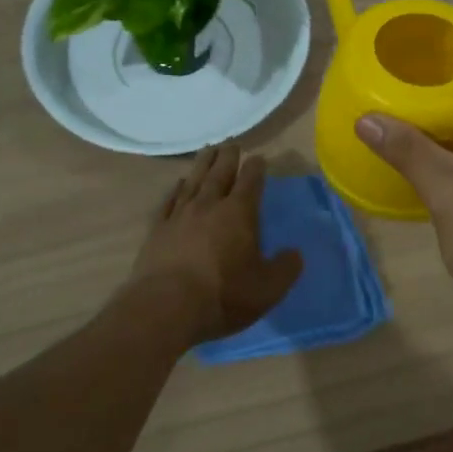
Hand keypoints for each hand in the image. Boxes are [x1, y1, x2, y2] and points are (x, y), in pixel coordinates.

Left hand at [126, 143, 303, 344]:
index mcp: (239, 214)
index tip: (260, 157)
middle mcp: (209, 206)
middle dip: (228, 157)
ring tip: (208, 150)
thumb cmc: (223, 296)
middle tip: (232, 143)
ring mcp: (179, 216)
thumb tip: (295, 253)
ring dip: (203, 164)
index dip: (257, 168)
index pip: (251, 181)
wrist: (165, 308)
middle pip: (220, 173)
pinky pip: (168, 201)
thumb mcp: (268, 288)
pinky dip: (175, 189)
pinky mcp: (157, 230)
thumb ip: (286, 268)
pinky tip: (178, 184)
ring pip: (193, 181)